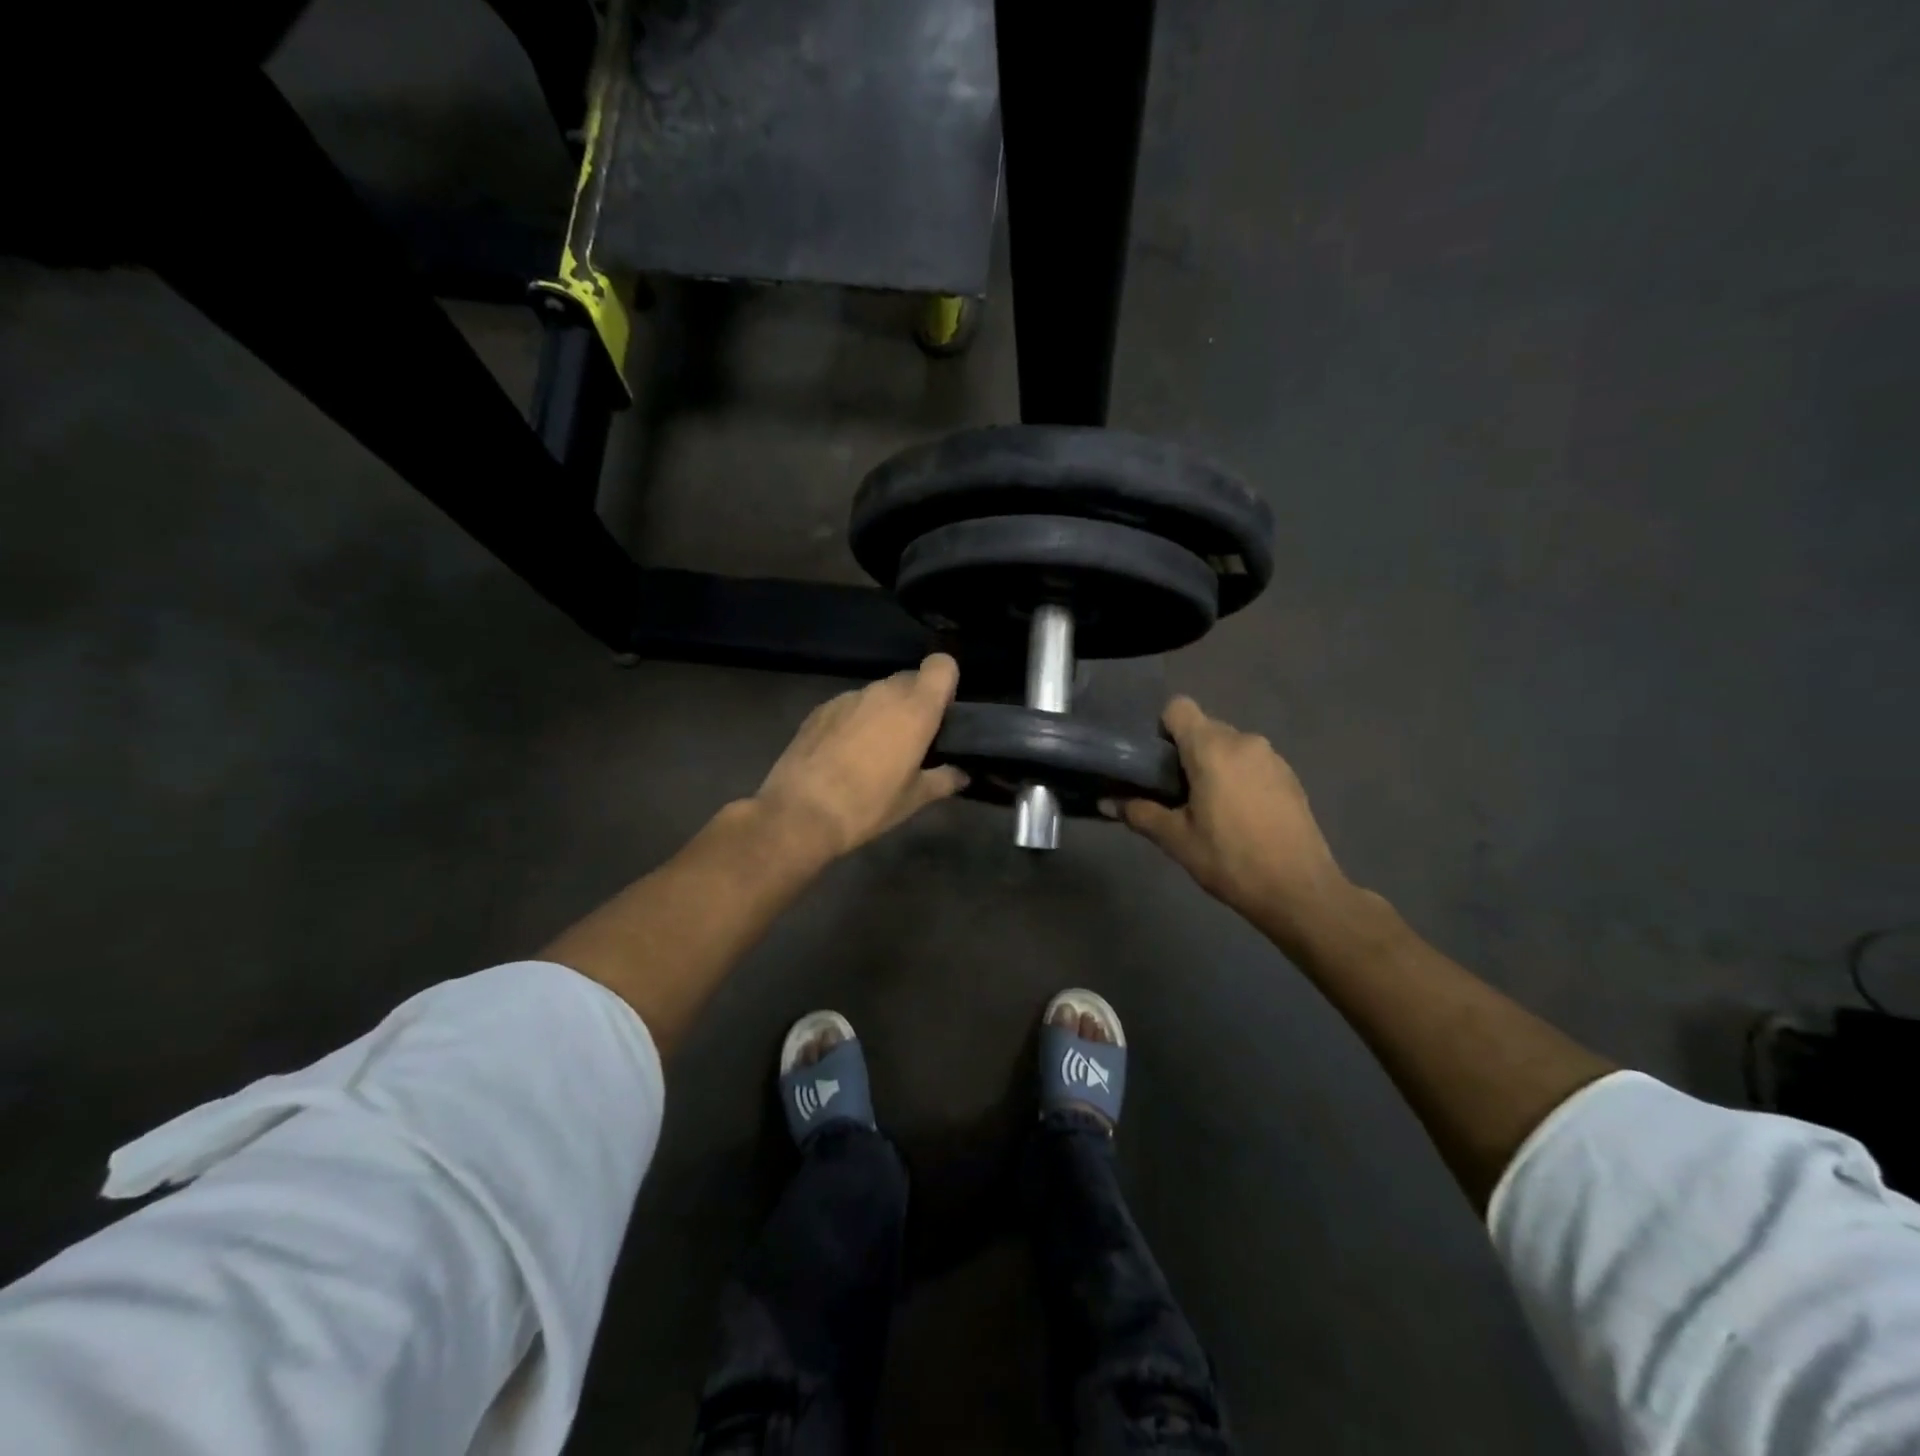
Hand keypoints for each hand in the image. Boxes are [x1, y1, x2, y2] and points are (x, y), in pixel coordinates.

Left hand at [754, 654, 967, 860]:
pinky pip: (850, 705)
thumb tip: (962, 774)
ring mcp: (849, 697)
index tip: (942, 712)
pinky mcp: (820, 708)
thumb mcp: (914, 799)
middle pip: (910, 679)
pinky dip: (855, 720)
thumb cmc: (869, 805)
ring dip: (884, 712)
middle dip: (915, 701)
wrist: (801, 812)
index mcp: (915, 709)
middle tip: (912, 739)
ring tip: (875, 750)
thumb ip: (943, 779)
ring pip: (878, 693)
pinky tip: (844, 753)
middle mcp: (883, 692)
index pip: (942, 665)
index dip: (945, 682)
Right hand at [1120, 697, 1361, 945]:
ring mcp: (1272, 757)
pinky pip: (1252, 762)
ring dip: (1214, 765)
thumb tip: (1105, 802)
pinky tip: (1240, 816)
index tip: (1156, 764)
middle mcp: (1244, 741)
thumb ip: (1139, 813)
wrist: (1300, 891)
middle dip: (1186, 753)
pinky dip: (1238, 777)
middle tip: (1176, 794)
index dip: (1162, 729)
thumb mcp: (1177, 840)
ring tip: (1209, 809)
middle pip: (1204, 728)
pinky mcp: (1290, 776)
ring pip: (1229, 746)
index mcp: (1212, 748)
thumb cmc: (1231, 860)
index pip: (1179, 708)